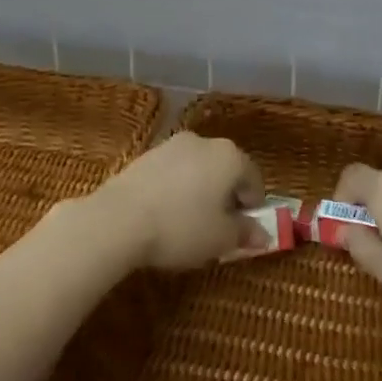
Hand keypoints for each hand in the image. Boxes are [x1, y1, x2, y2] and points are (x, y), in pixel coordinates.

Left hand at [87, 133, 267, 271]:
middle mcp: (204, 142)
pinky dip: (175, 189)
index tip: (244, 231)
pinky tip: (164, 214)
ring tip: (188, 223)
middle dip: (226, 196)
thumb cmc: (181, 227)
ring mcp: (171, 145)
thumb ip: (245, 233)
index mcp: (230, 156)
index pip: (254, 179)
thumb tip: (263, 235)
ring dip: (199, 191)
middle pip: (225, 170)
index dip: (253, 207)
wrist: (118, 219)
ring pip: (197, 169)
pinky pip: (171, 173)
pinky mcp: (145, 155)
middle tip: (218, 228)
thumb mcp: (221, 239)